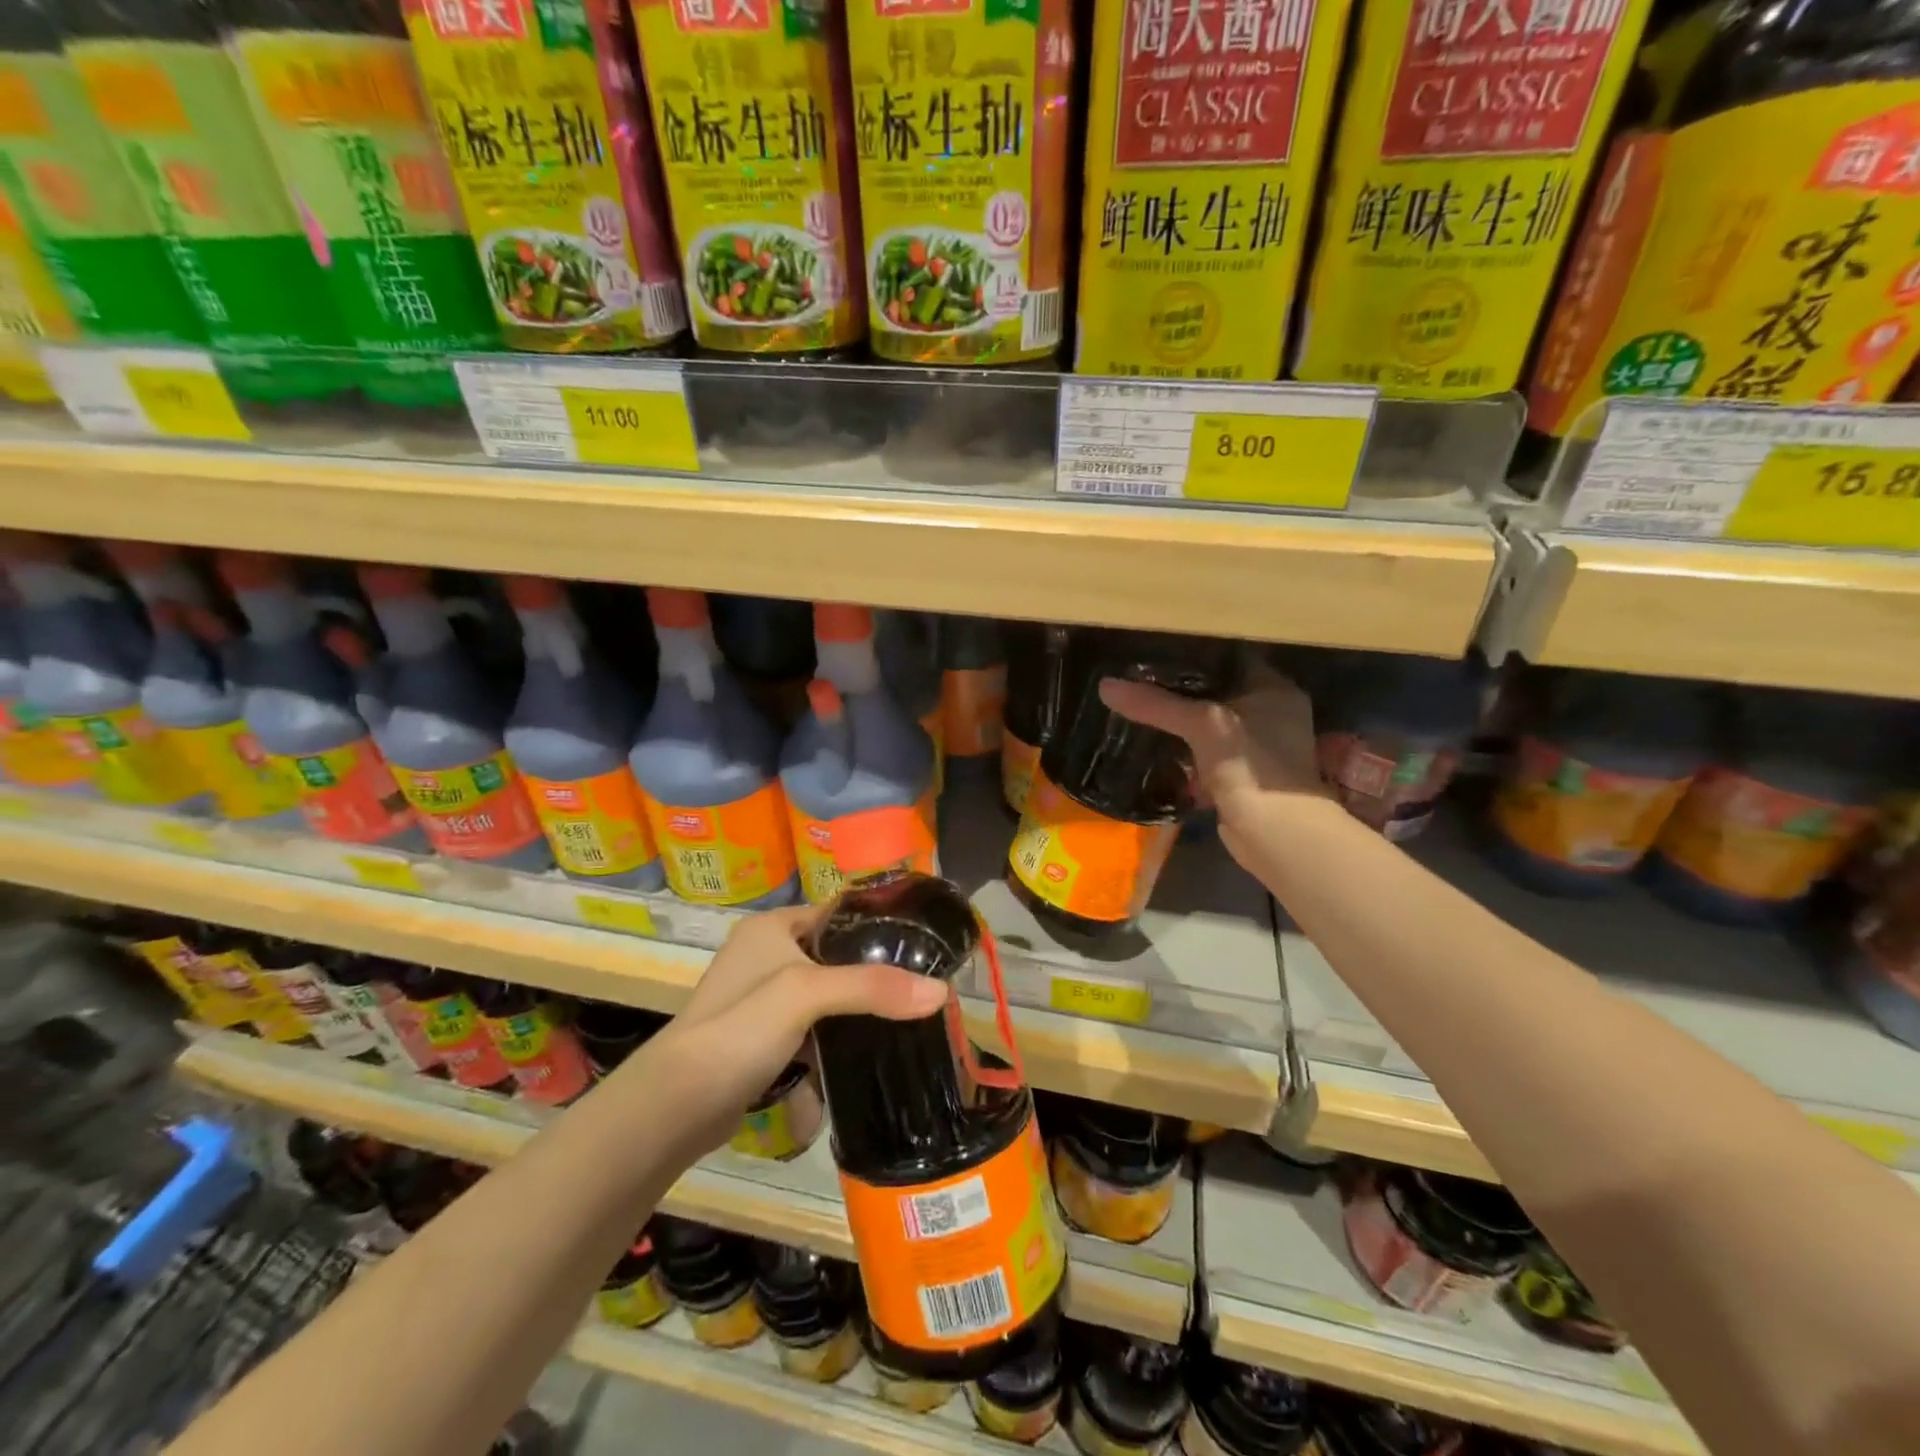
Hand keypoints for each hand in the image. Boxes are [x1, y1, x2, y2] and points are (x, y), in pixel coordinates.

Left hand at [634, 905, 947, 1152]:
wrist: (676, 1105)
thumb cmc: (740, 1027)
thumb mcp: (807, 994)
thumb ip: (872, 988)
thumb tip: (942, 992)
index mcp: (772, 927)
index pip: (838, 912)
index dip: (879, 925)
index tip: (924, 944)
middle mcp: (765, 954)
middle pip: (834, 955)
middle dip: (872, 974)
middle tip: (919, 988)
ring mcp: (761, 998)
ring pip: (825, 994)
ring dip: (854, 1008)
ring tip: (904, 1017)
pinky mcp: (761, 1038)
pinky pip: (810, 1028)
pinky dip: (832, 1037)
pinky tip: (864, 1049)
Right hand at [1098, 657, 1327, 856]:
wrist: (1275, 834)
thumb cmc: (1251, 765)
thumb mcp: (1202, 725)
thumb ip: (1156, 704)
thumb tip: (1105, 686)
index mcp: (1275, 689)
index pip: (1231, 656)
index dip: (1195, 650)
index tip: (1157, 646)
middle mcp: (1270, 712)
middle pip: (1216, 690)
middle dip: (1180, 687)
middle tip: (1138, 674)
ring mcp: (1256, 746)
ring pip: (1208, 723)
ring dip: (1179, 720)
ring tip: (1138, 703)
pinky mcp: (1239, 774)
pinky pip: (1203, 752)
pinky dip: (1182, 749)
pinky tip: (1152, 742)